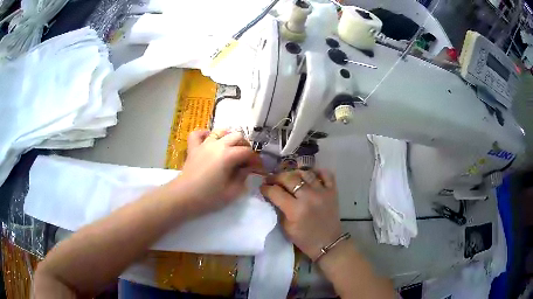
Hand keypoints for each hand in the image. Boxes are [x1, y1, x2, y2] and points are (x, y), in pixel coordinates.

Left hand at [175, 129, 261, 215]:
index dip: (256, 160)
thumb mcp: (231, 192)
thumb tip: (247, 169)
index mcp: (228, 156)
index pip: (248, 152)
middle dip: (246, 147)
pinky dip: (205, 134)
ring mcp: (204, 144)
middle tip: (246, 160)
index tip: (259, 169)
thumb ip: (243, 178)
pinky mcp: (193, 148)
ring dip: (229, 137)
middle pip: (237, 137)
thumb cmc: (208, 197)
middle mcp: (218, 145)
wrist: (183, 197)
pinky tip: (210, 141)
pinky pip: (198, 134)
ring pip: (221, 131)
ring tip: (231, 149)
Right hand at [260, 169, 342, 259]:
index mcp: (295, 210)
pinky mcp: (332, 191)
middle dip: (276, 177)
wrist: (327, 243)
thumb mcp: (285, 227)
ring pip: (305, 173)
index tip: (262, 188)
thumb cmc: (304, 238)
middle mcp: (309, 197)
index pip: (276, 192)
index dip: (266, 188)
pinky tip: (310, 175)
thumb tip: (271, 195)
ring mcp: (322, 192)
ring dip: (294, 173)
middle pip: (289, 178)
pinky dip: (317, 172)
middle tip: (271, 180)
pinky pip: (326, 174)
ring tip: (289, 177)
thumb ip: (279, 209)